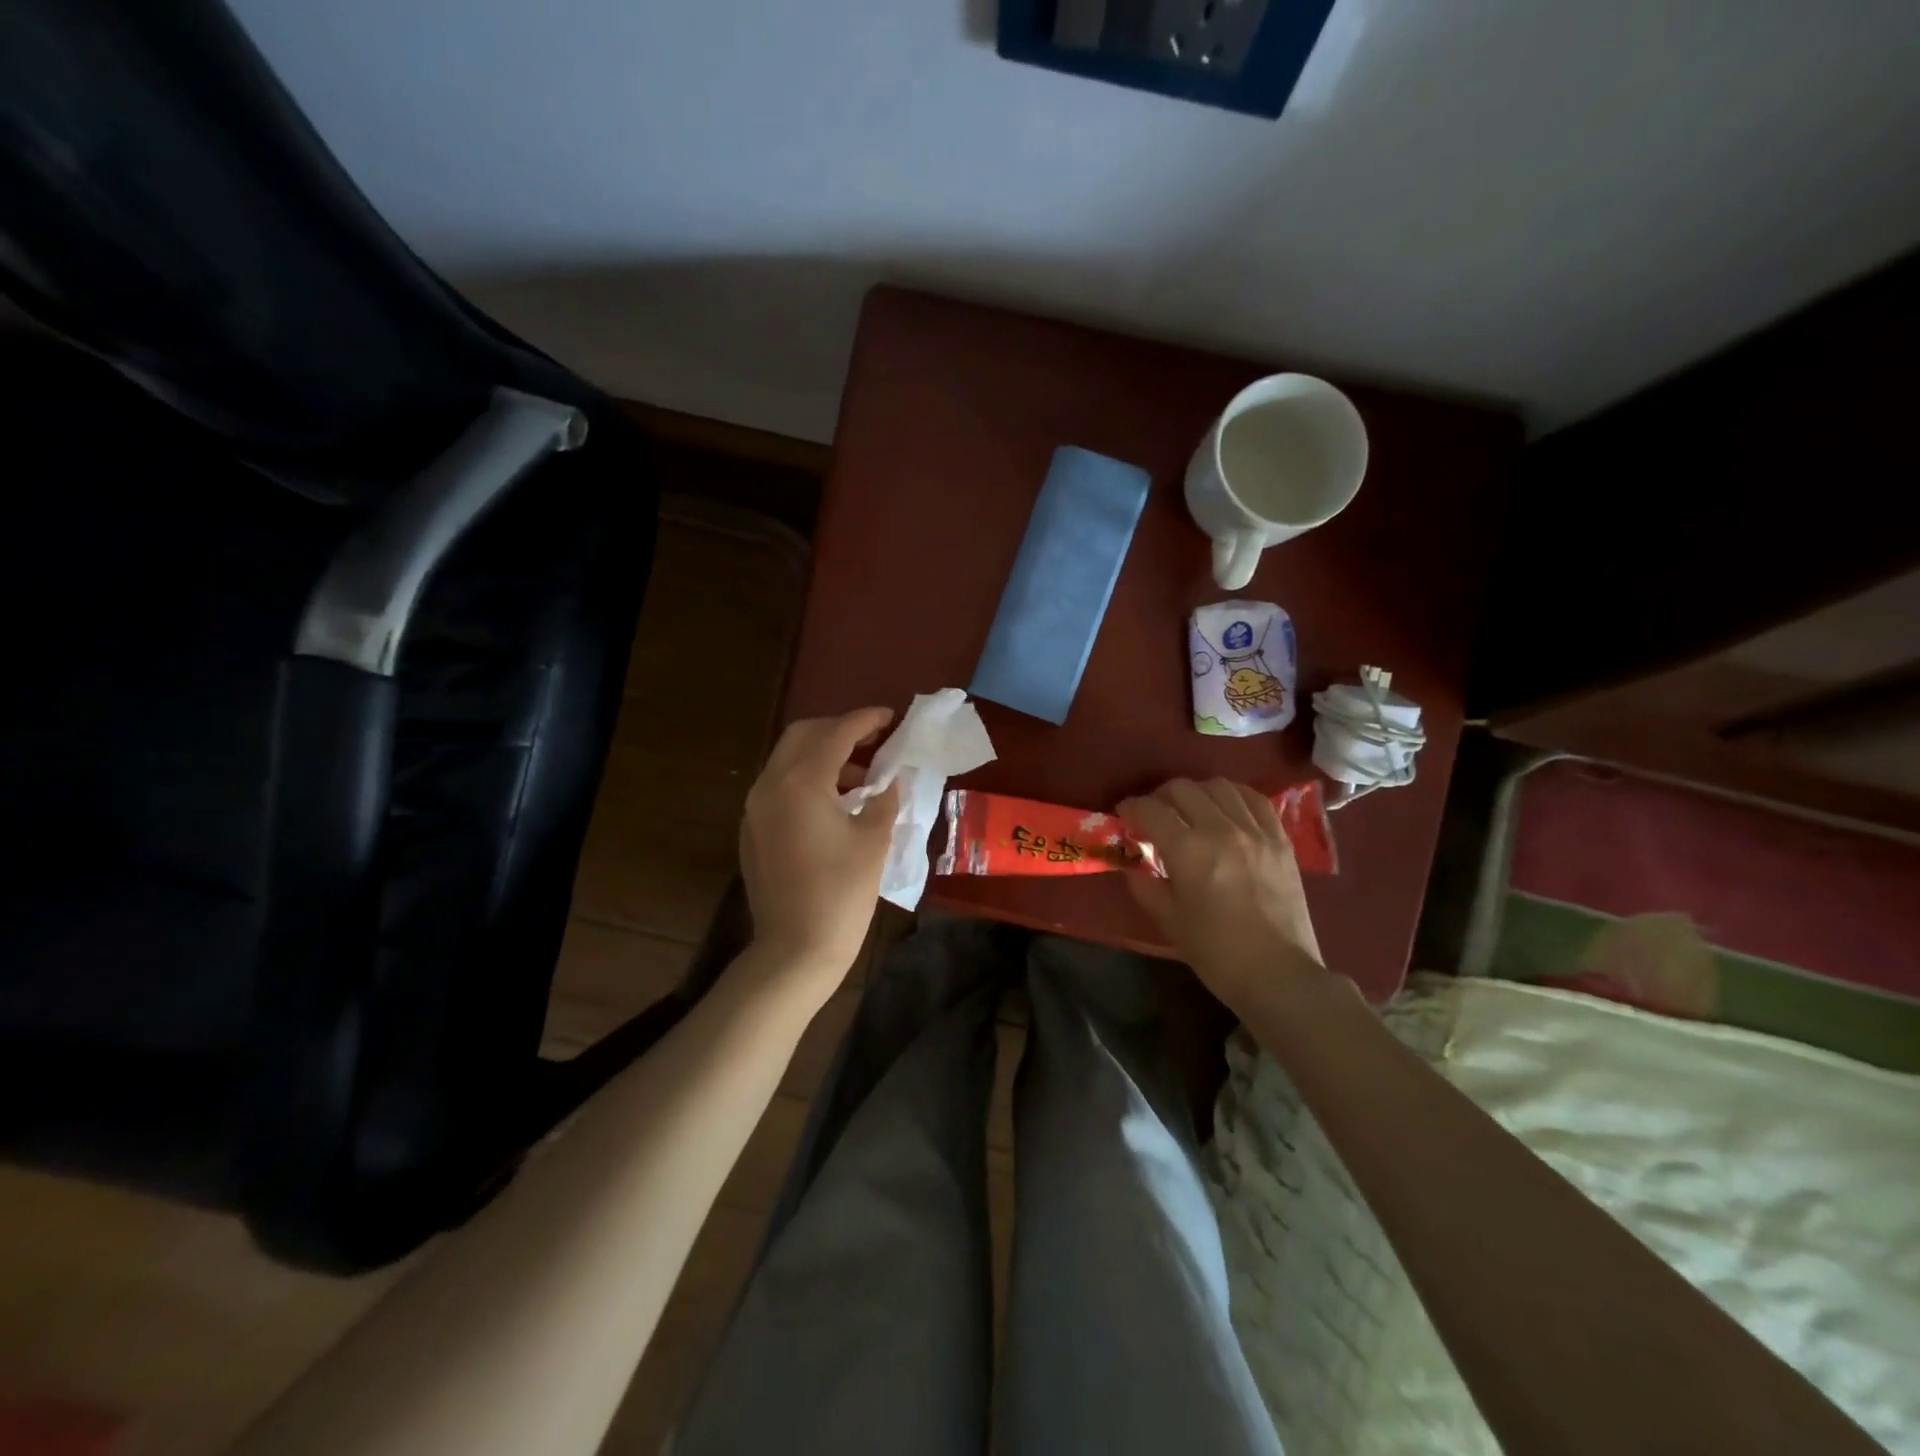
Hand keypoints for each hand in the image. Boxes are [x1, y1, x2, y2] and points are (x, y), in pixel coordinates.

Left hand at [739, 708, 900, 995]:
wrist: (795, 948)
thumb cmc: (842, 893)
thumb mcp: (874, 840)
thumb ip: (885, 798)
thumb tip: (892, 778)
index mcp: (800, 782)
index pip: (836, 733)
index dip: (866, 720)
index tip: (891, 717)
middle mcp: (770, 785)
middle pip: (802, 735)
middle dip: (839, 729)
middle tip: (874, 740)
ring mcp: (756, 808)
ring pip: (788, 760)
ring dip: (824, 756)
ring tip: (862, 778)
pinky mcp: (753, 830)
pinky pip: (780, 786)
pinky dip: (808, 780)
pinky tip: (836, 804)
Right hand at [1117, 778, 1327, 1014]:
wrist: (1278, 975)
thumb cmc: (1216, 953)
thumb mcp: (1168, 920)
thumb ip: (1144, 883)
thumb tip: (1132, 860)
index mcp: (1188, 851)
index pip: (1150, 809)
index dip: (1131, 807)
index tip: (1124, 815)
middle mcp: (1221, 830)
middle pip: (1183, 789)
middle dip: (1160, 797)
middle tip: (1155, 815)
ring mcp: (1255, 831)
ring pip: (1219, 786)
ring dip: (1197, 793)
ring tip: (1191, 810)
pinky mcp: (1281, 839)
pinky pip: (1254, 800)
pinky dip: (1233, 797)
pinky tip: (1226, 809)